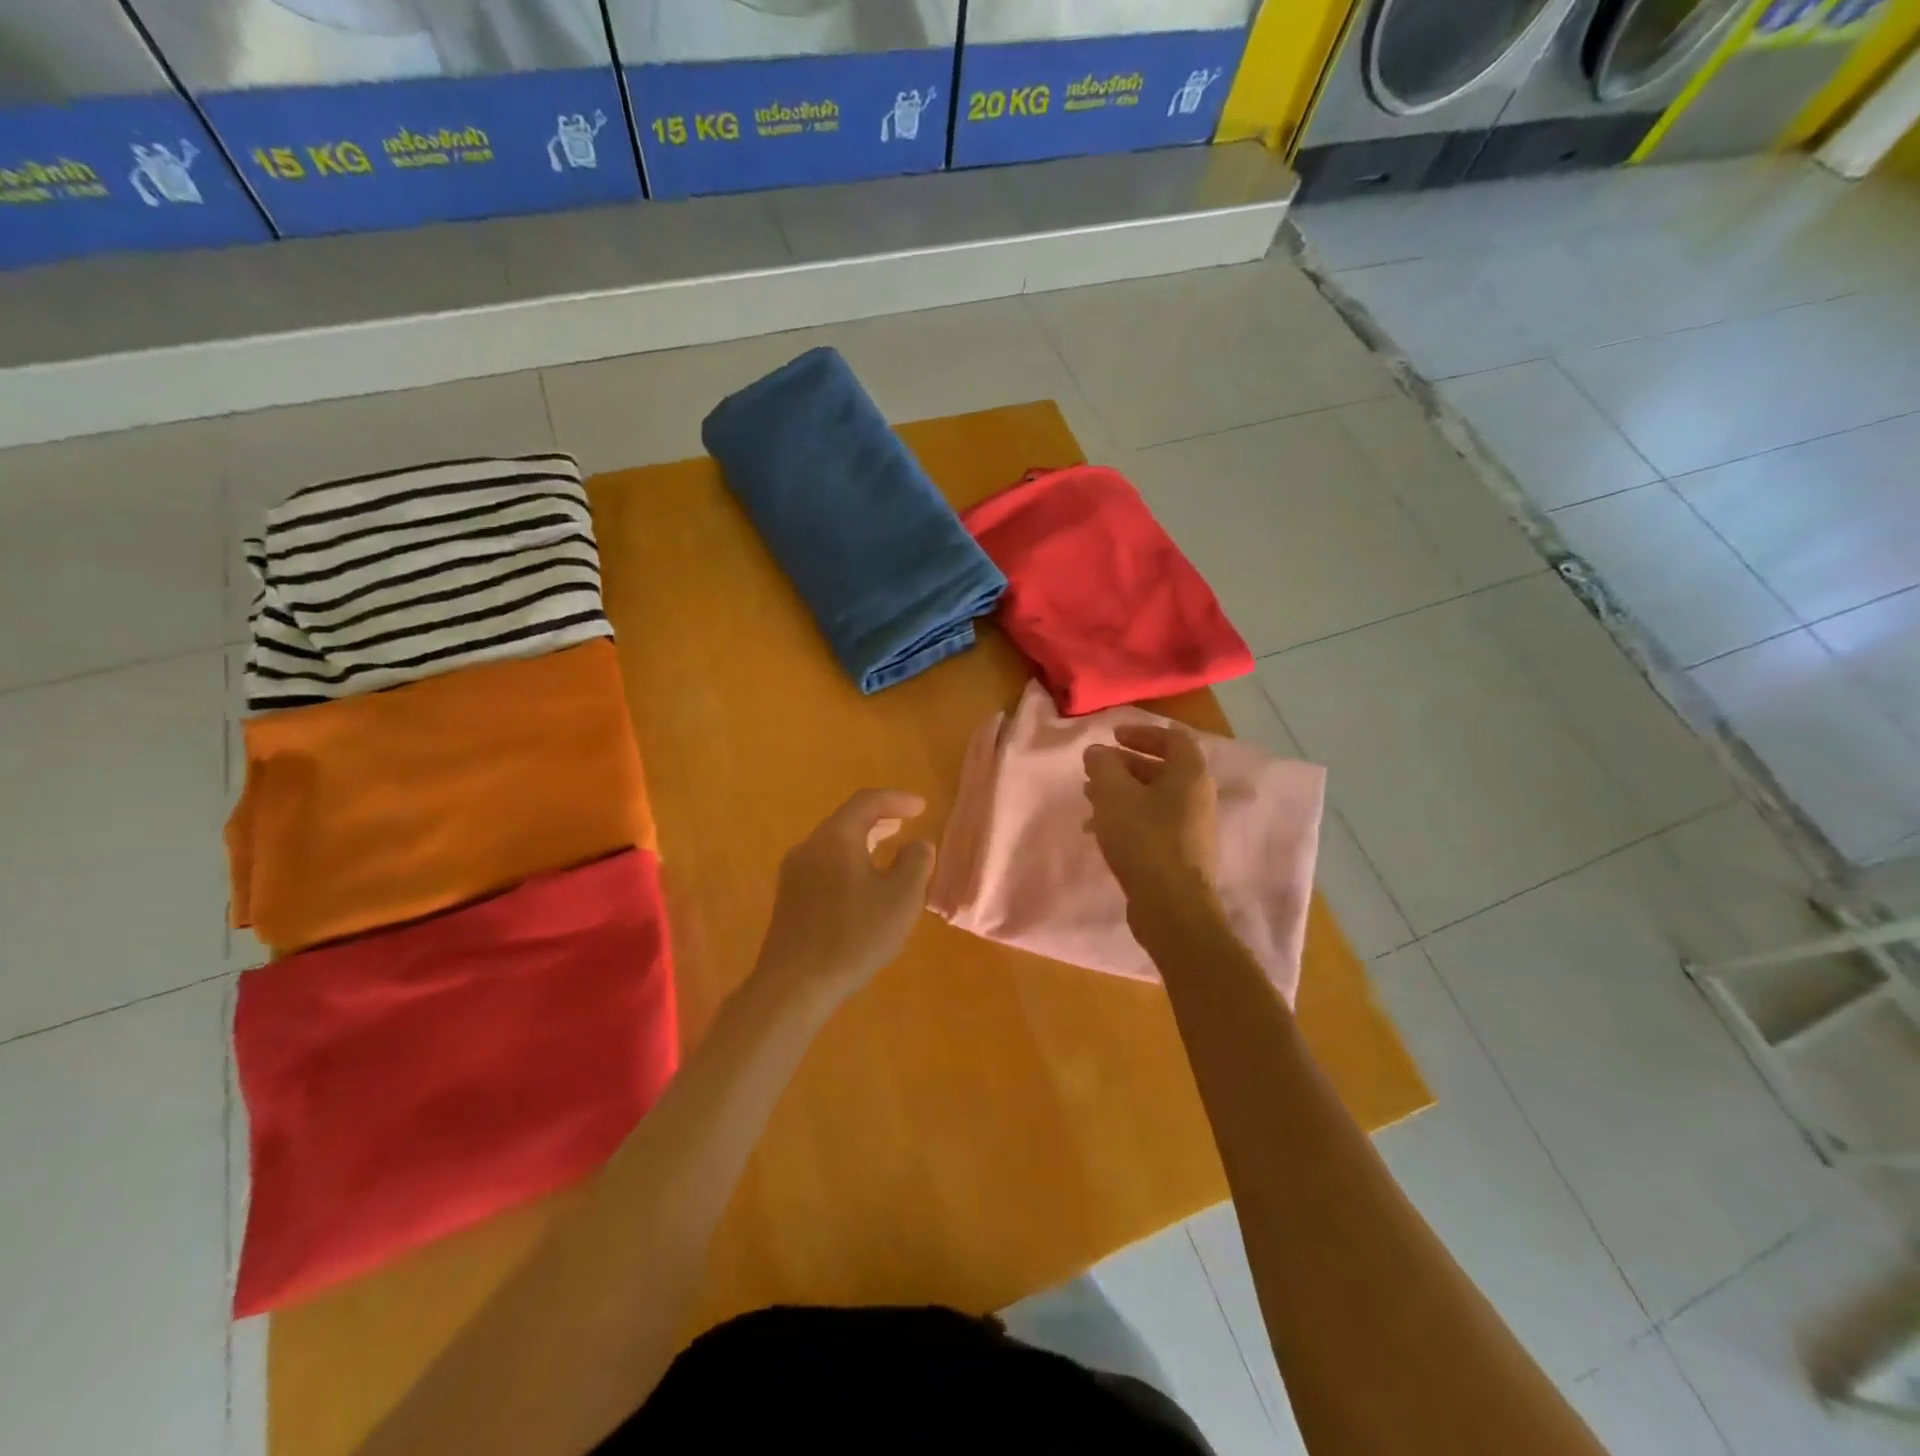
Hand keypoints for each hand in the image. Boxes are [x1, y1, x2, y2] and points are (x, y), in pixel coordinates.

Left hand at [754, 789, 935, 1003]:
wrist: (794, 986)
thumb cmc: (854, 936)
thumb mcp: (901, 898)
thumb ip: (916, 863)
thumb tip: (917, 844)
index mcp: (835, 838)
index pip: (866, 802)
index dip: (897, 799)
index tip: (921, 807)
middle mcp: (809, 848)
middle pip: (846, 821)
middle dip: (879, 818)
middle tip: (905, 822)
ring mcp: (793, 874)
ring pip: (834, 845)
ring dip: (863, 842)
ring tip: (887, 849)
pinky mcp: (789, 900)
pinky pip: (824, 866)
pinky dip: (849, 862)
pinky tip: (863, 885)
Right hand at [1083, 724, 1219, 914]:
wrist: (1172, 907)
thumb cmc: (1144, 840)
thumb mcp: (1114, 794)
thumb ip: (1103, 766)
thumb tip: (1098, 751)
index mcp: (1190, 775)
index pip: (1172, 739)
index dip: (1142, 732)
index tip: (1113, 737)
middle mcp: (1198, 797)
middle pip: (1162, 769)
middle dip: (1125, 766)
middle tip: (1096, 770)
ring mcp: (1192, 828)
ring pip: (1154, 799)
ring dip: (1122, 794)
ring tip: (1090, 799)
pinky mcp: (1181, 855)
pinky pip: (1153, 824)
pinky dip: (1128, 818)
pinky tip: (1100, 831)